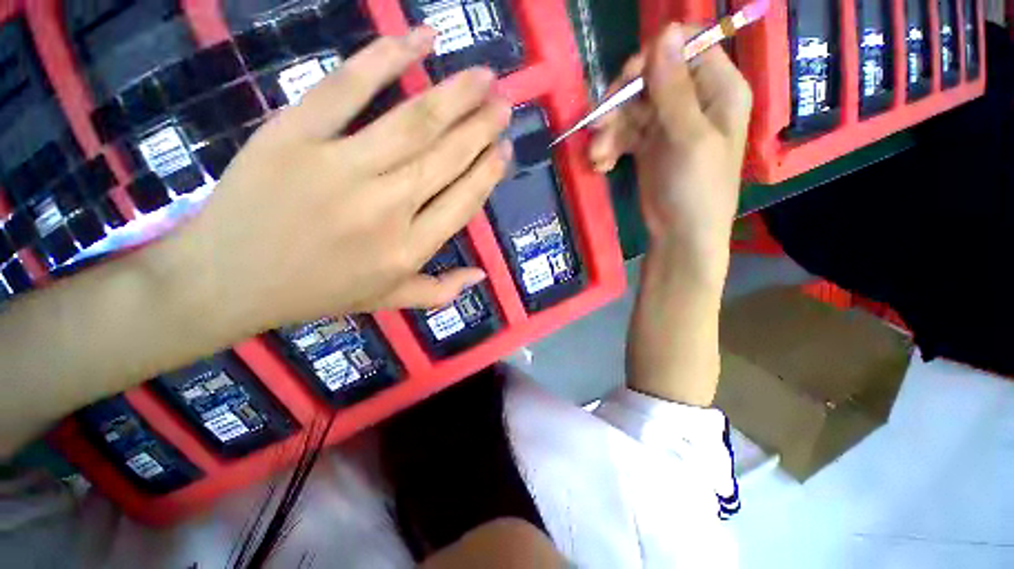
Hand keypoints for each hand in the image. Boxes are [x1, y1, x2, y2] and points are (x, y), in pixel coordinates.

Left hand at [169, 28, 512, 334]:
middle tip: (504, 103)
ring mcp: (341, 169)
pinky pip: (348, 88)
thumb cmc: (316, 292)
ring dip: (456, 94)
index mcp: (408, 250)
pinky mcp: (294, 135)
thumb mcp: (388, 301)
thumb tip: (482, 276)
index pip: (464, 202)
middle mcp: (387, 209)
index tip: (505, 149)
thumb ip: (440, 291)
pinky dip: (387, 57)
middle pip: (447, 158)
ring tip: (484, 76)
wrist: (227, 281)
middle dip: (482, 127)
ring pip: (414, 122)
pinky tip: (421, 40)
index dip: (488, 172)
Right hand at [588, 24, 751, 273]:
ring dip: (609, 131)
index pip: (685, 48)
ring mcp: (667, 124)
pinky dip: (609, 148)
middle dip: (620, 101)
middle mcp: (693, 100)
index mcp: (718, 89)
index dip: (653, 58)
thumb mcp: (688, 138)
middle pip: (650, 78)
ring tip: (597, 156)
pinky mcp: (647, 146)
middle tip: (598, 125)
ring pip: (630, 108)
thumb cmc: (697, 189)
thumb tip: (664, 32)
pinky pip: (623, 134)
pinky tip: (602, 165)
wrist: (680, 236)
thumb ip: (674, 89)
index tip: (626, 82)